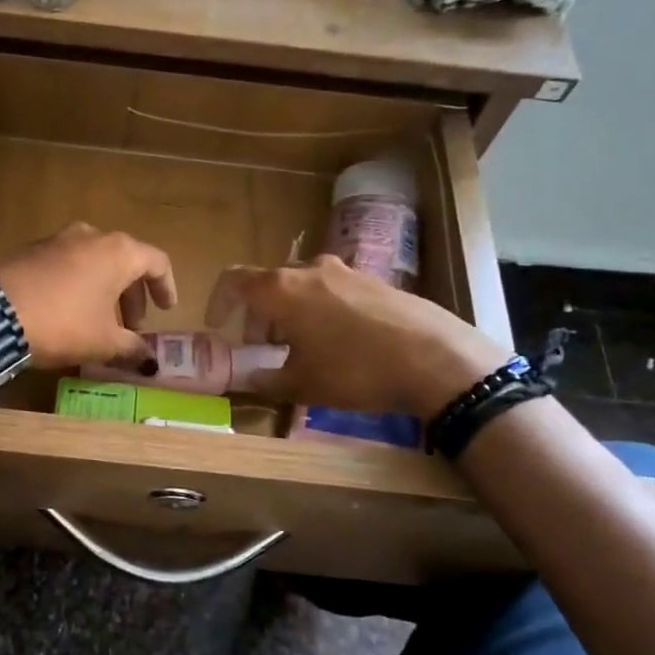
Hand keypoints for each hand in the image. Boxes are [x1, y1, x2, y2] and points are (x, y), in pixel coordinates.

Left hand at [0, 223, 177, 369]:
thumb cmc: (63, 324)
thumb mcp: (103, 342)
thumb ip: (133, 349)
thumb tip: (150, 362)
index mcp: (118, 252)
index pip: (156, 262)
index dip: (165, 287)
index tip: (165, 311)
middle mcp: (91, 236)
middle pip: (125, 260)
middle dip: (132, 294)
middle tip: (131, 326)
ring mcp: (58, 239)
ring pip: (94, 261)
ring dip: (104, 289)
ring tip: (100, 321)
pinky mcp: (31, 249)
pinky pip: (67, 263)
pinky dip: (78, 283)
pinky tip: (67, 311)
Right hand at [206, 256, 509, 416]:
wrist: (436, 358)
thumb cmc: (355, 370)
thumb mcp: (302, 384)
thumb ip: (266, 380)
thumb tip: (249, 380)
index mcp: (282, 288)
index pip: (234, 281)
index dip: (219, 303)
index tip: (218, 327)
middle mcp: (310, 269)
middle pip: (269, 283)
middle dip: (257, 314)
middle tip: (261, 347)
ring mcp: (346, 271)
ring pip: (302, 285)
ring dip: (289, 311)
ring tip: (300, 347)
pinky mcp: (375, 280)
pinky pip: (332, 290)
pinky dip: (320, 309)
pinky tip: (338, 342)